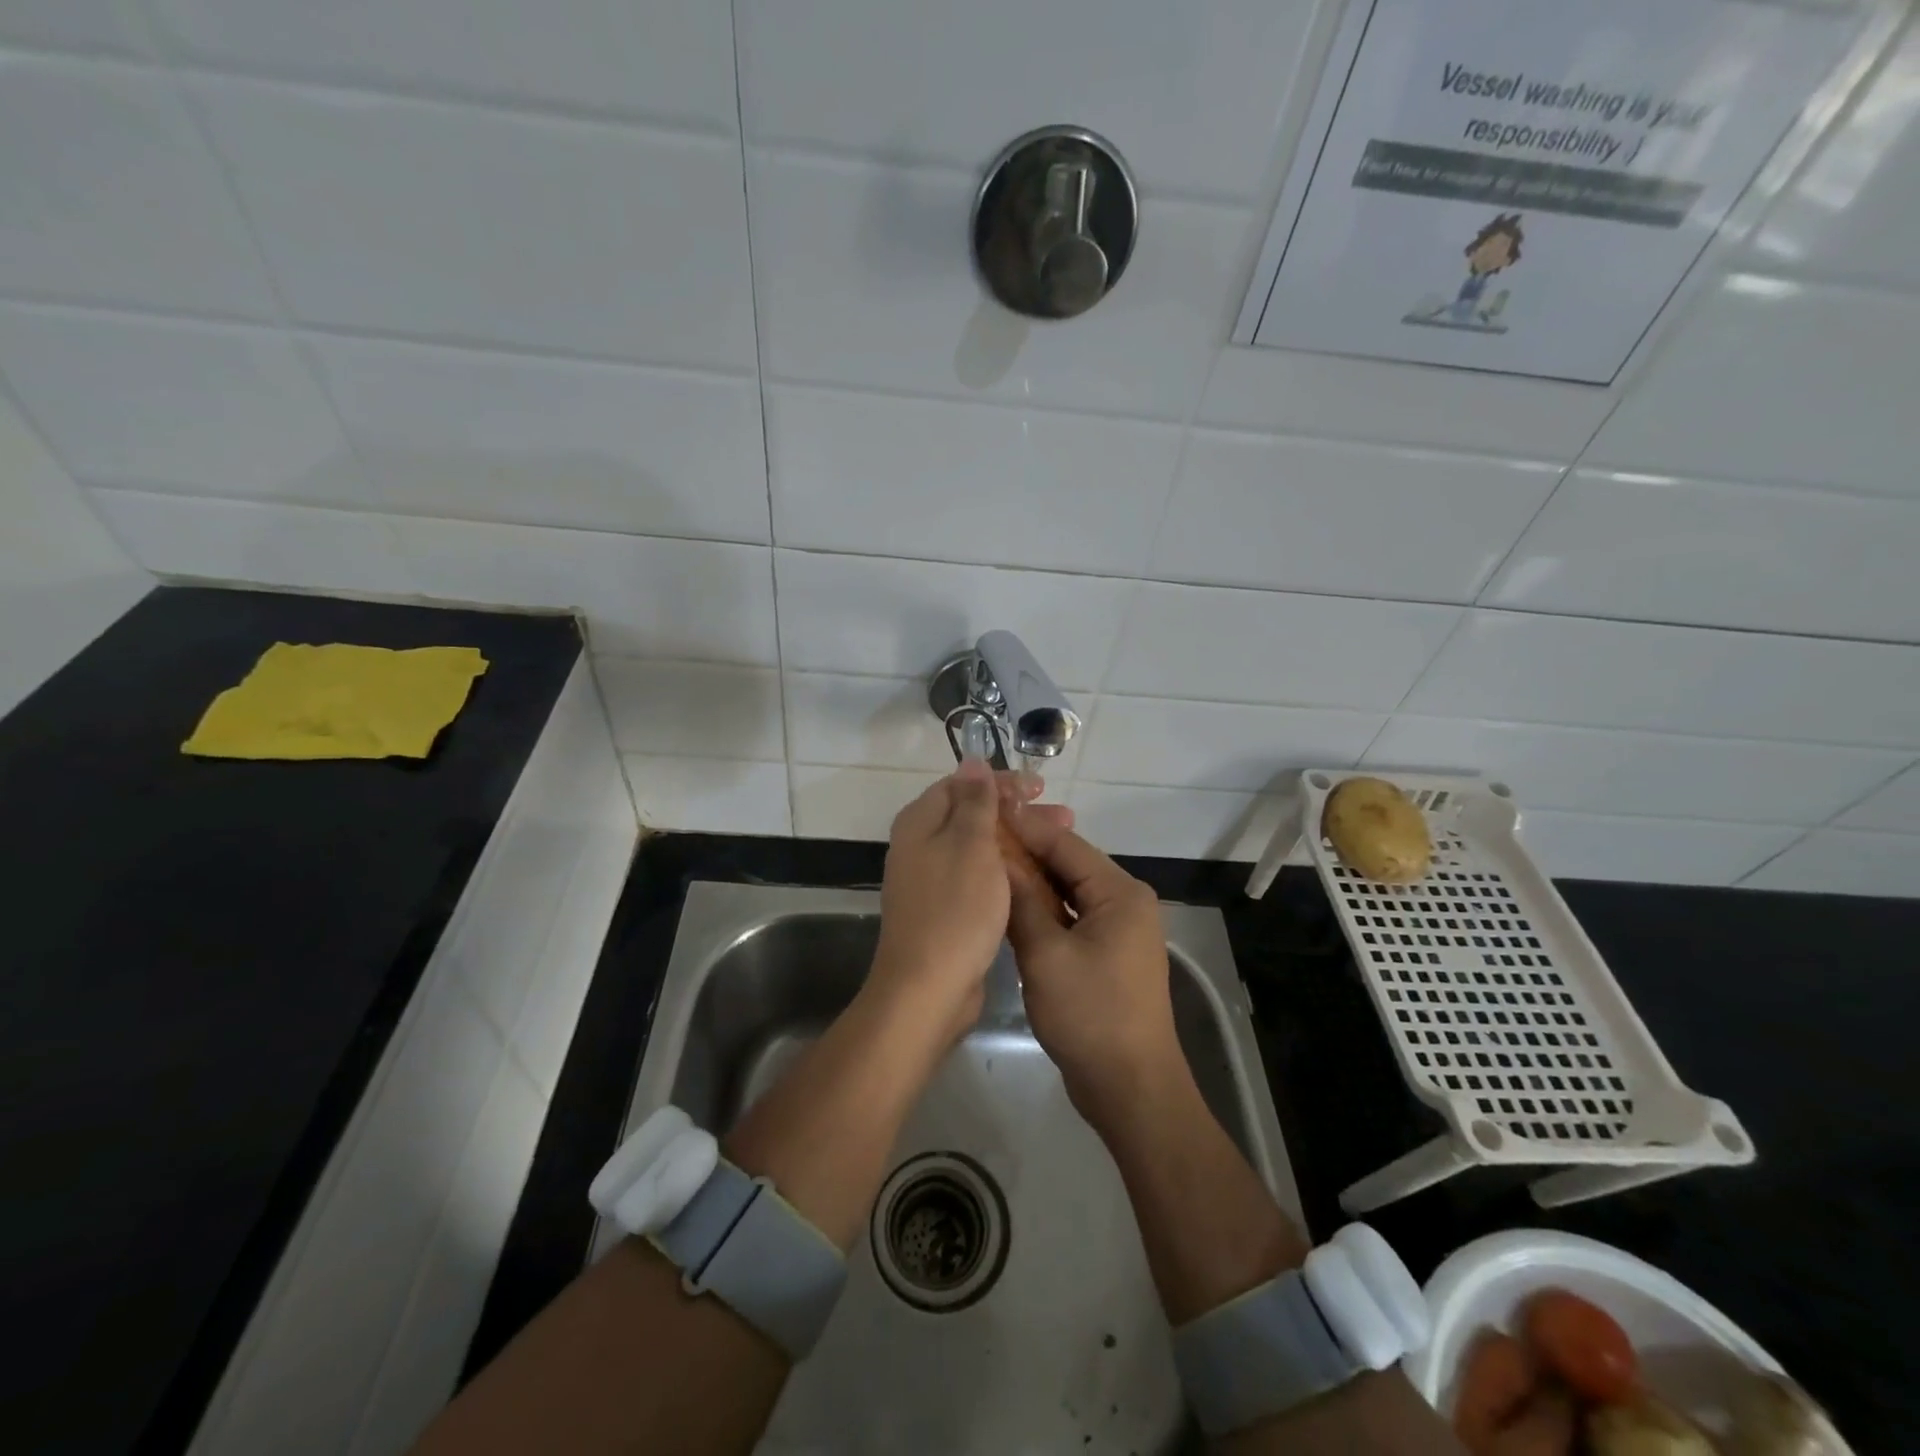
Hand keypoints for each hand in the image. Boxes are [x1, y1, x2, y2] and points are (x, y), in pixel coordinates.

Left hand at [867, 760, 1069, 1044]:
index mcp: (920, 823)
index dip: (1002, 782)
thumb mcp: (971, 845)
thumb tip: (971, 760)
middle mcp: (920, 846)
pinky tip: (1035, 877)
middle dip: (1017, 812)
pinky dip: (1006, 871)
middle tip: (1064, 817)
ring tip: (1060, 843)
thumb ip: (974, 802)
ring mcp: (932, 880)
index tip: (1040, 788)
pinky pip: (979, 877)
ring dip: (1017, 841)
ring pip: (980, 847)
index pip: (962, 785)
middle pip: (973, 815)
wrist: (928, 988)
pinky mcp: (945, 909)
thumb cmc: (954, 909)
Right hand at [1003, 814, 1183, 1125]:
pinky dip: (1044, 911)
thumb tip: (998, 858)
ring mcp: (1118, 930)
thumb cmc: (1090, 1015)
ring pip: (1068, 892)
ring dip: (1033, 882)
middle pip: (1069, 865)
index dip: (1024, 826)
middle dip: (1026, 852)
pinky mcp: (1108, 954)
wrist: (1130, 1088)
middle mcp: (1125, 902)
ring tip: (987, 866)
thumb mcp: (1046, 954)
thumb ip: (1022, 901)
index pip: (1065, 844)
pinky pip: (1072, 918)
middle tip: (980, 838)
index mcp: (1120, 893)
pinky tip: (1011, 907)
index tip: (986, 810)